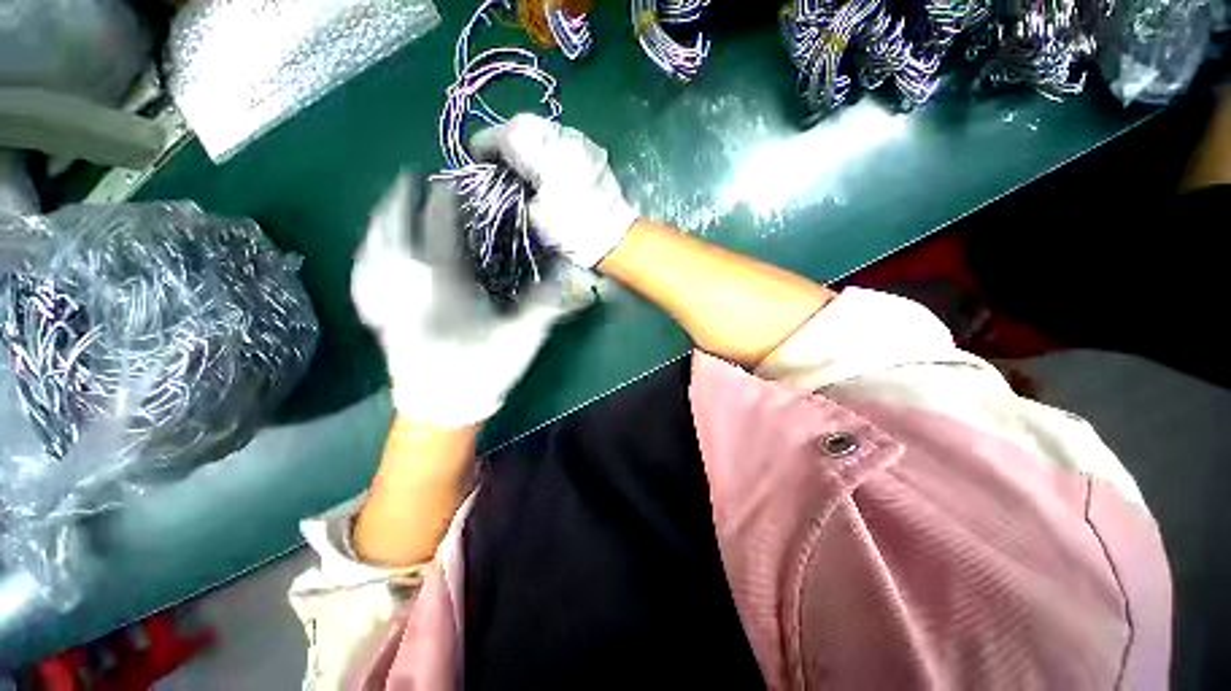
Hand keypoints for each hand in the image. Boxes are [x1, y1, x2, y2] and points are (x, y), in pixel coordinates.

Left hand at [351, 173, 572, 426]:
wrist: (443, 408)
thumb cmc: (481, 371)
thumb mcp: (519, 338)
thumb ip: (541, 305)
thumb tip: (567, 278)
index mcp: (445, 288)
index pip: (440, 235)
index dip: (443, 206)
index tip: (446, 183)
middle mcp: (410, 289)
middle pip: (395, 236)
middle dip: (398, 204)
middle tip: (404, 181)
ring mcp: (391, 304)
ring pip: (374, 254)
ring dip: (379, 226)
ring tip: (384, 209)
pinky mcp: (382, 320)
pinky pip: (366, 281)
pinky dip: (366, 260)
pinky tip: (369, 254)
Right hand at [470, 114, 638, 268]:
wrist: (614, 237)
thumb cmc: (572, 231)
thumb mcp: (532, 216)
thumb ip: (511, 188)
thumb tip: (502, 176)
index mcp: (543, 153)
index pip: (504, 134)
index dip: (485, 145)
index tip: (478, 161)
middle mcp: (561, 136)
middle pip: (523, 124)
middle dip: (505, 139)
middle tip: (500, 161)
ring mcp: (580, 140)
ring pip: (543, 128)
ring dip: (528, 141)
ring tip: (523, 164)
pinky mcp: (591, 150)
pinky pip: (561, 139)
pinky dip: (547, 147)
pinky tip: (547, 166)